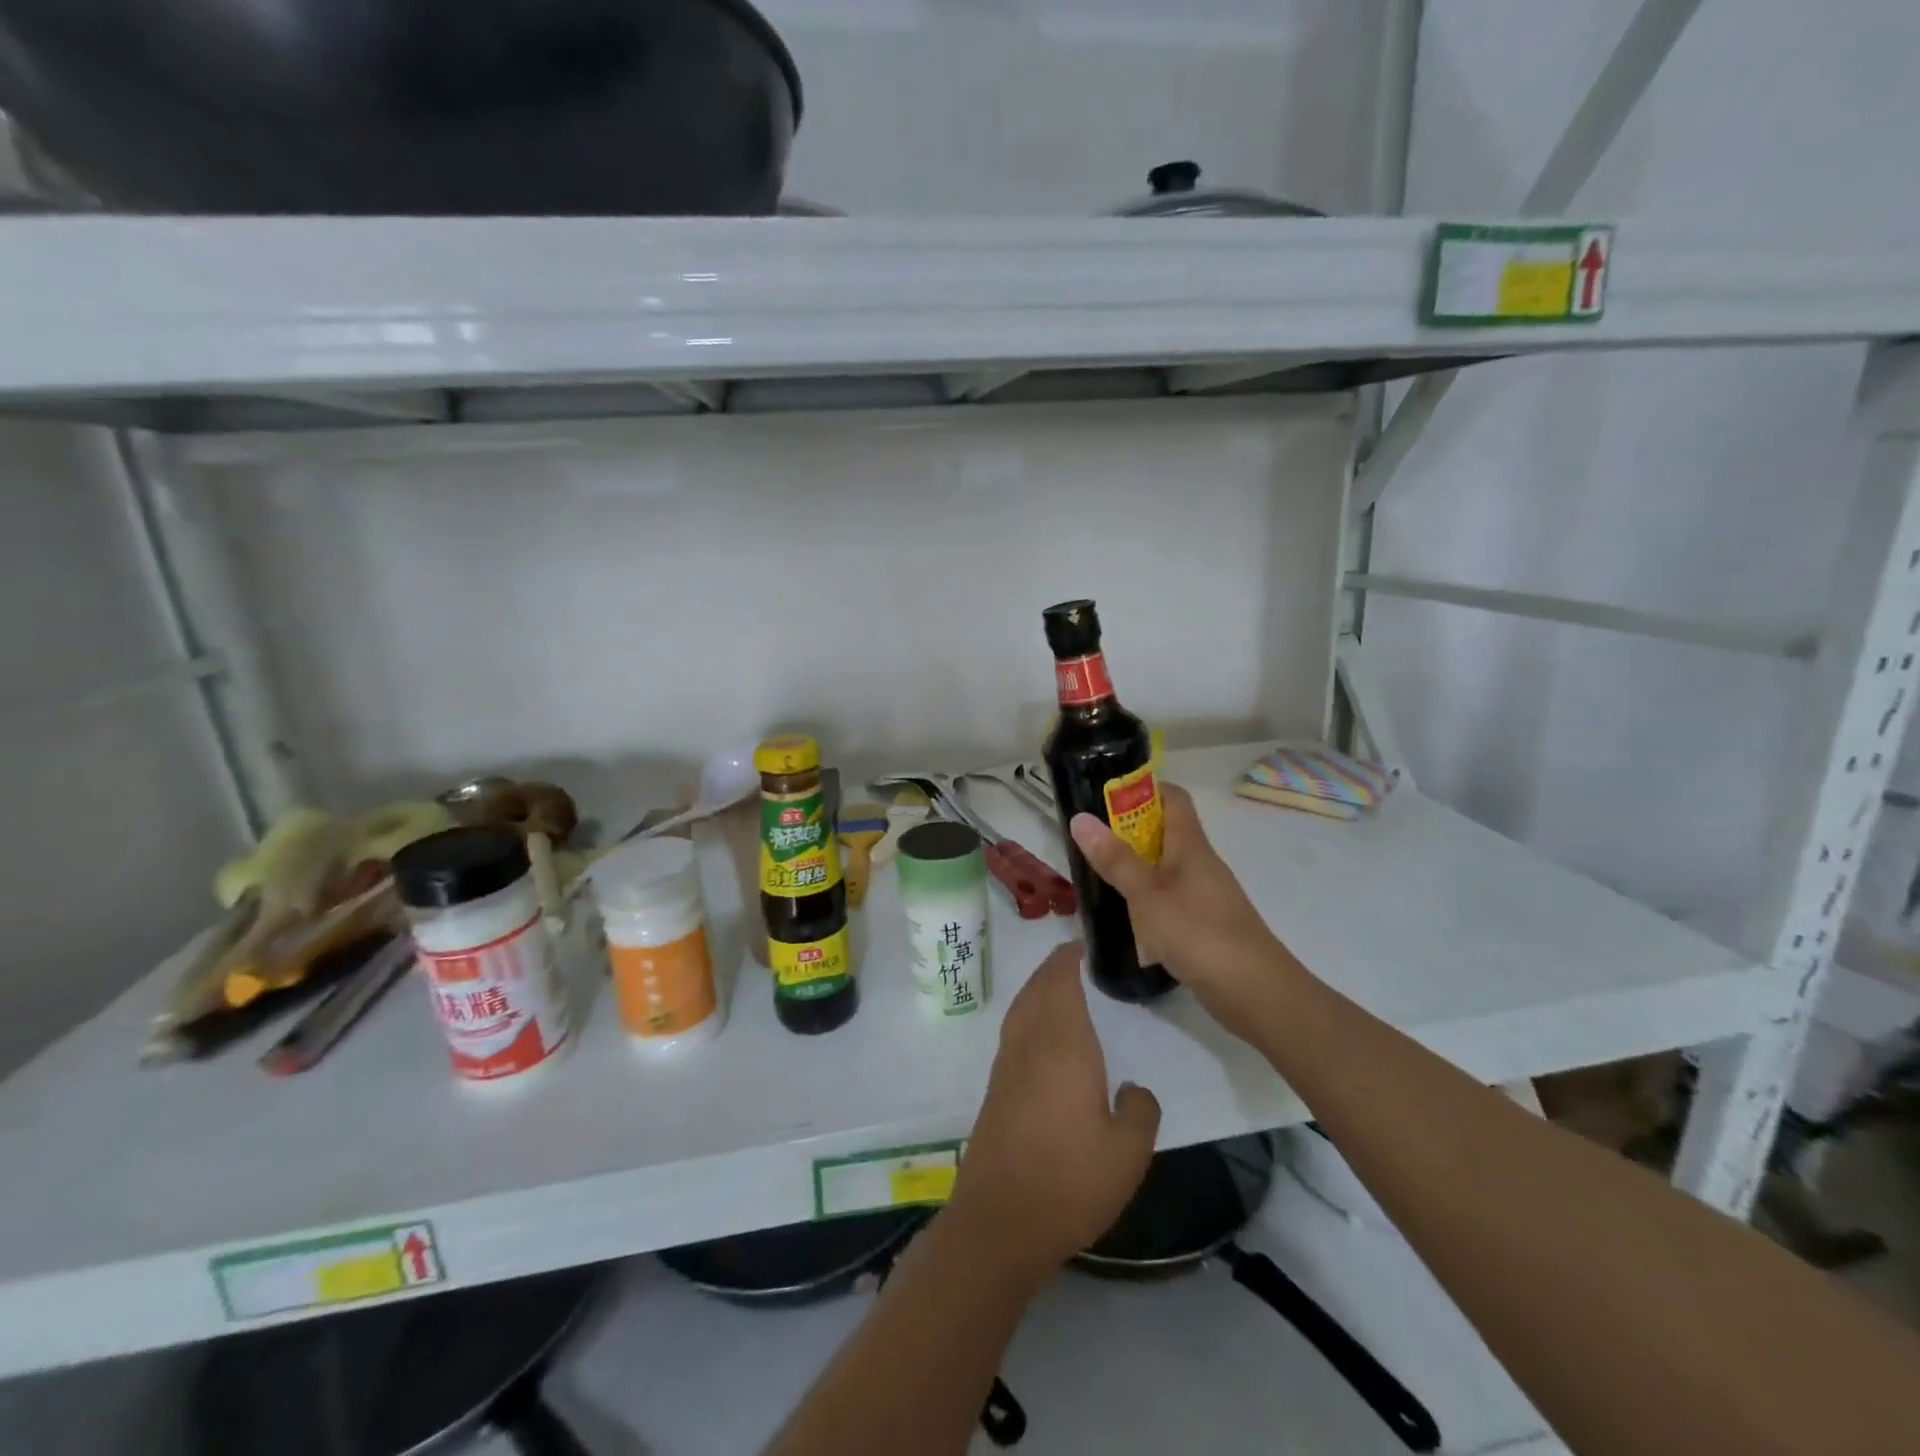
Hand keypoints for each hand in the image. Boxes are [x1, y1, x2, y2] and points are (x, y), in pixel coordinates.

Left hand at [949, 943, 1159, 1277]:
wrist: (1000, 1219)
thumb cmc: (1070, 1180)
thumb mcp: (1129, 1153)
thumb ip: (1140, 1111)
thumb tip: (1132, 1088)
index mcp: (1062, 1044)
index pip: (1060, 981)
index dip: (1068, 958)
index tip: (1082, 944)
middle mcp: (1029, 1043)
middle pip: (1036, 989)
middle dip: (1053, 969)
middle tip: (1075, 960)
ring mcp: (1006, 1064)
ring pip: (1021, 1008)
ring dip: (1038, 990)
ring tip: (1061, 989)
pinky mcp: (995, 1088)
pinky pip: (1014, 1032)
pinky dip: (1029, 1016)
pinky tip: (1043, 1038)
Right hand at [1068, 784, 1287, 1036]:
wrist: (1256, 993)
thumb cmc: (1200, 933)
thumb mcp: (1148, 894)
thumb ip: (1115, 859)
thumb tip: (1080, 818)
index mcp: (1191, 845)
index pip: (1172, 798)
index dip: (1141, 789)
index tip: (1104, 793)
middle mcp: (1199, 863)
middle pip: (1163, 832)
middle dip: (1126, 830)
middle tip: (1086, 838)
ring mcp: (1203, 895)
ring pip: (1163, 867)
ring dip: (1132, 867)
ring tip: (1094, 874)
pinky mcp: (1202, 924)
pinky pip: (1167, 898)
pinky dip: (1144, 899)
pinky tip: (1122, 916)